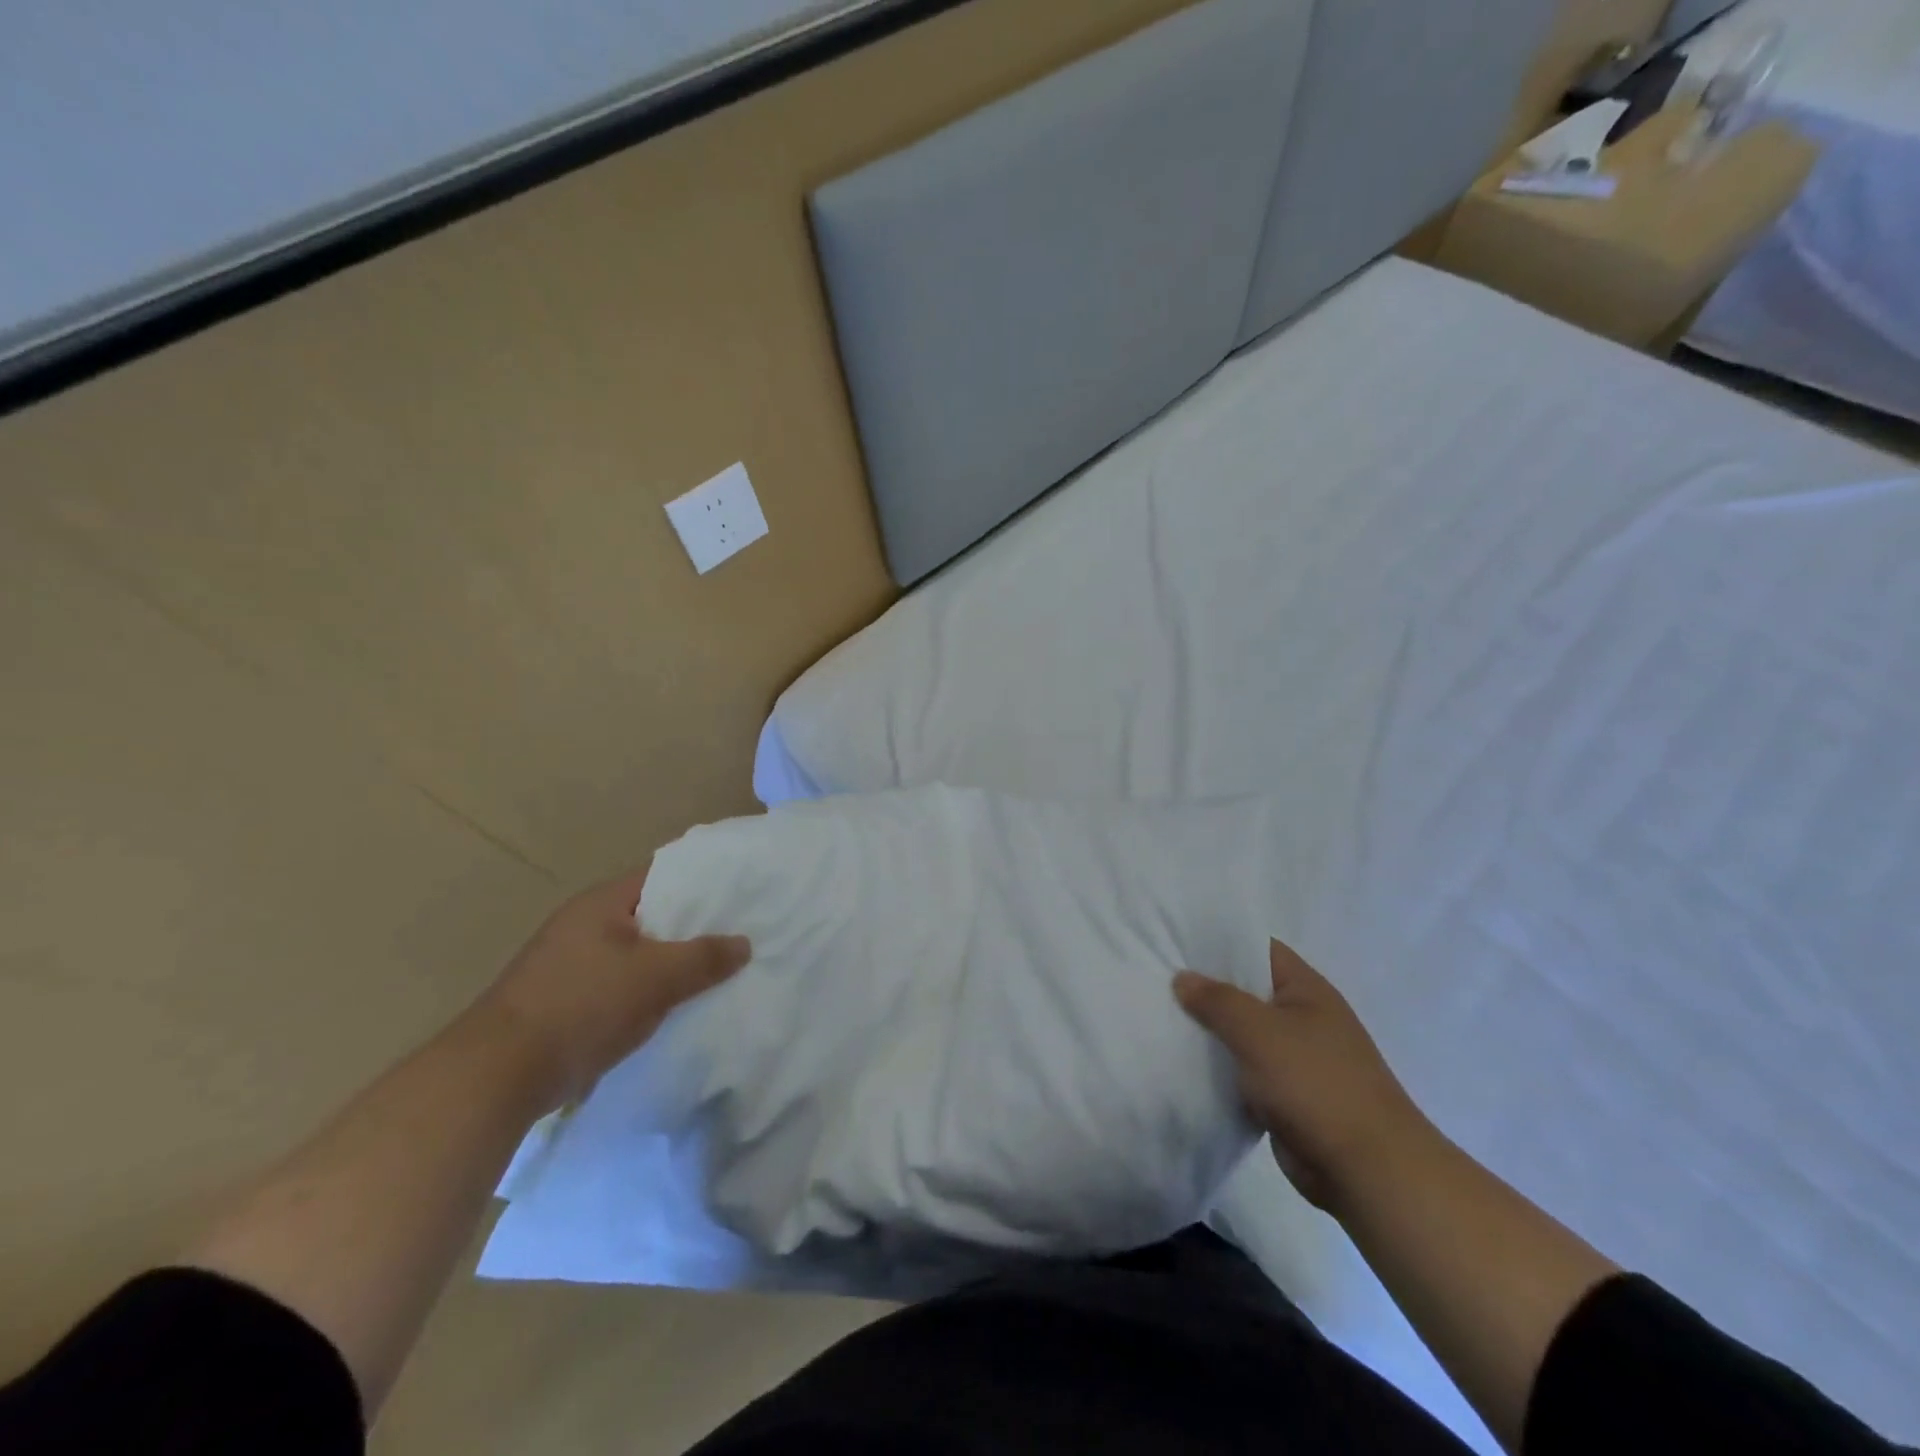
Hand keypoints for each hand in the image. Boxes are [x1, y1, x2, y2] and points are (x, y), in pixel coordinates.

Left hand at [476, 867, 750, 1109]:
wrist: (497, 1076)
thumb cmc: (581, 1007)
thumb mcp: (655, 978)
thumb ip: (704, 957)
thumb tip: (744, 943)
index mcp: (601, 903)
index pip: (663, 875)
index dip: (703, 881)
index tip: (740, 892)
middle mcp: (584, 925)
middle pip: (653, 915)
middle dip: (693, 927)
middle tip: (740, 934)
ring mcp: (571, 964)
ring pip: (638, 954)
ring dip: (671, 964)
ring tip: (718, 971)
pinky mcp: (566, 1001)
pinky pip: (622, 985)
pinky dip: (649, 991)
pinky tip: (677, 1007)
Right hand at [1175, 940, 1428, 1210]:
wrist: (1366, 1170)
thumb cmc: (1315, 1084)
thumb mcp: (1259, 1031)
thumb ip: (1218, 1001)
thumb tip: (1182, 978)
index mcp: (1307, 990)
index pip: (1259, 949)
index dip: (1220, 943)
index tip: (1176, 941)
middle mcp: (1302, 1018)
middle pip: (1246, 992)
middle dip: (1206, 988)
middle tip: (1156, 978)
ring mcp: (1295, 1059)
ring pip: (1242, 1035)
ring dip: (1209, 1032)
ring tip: (1158, 1017)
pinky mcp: (1285, 1097)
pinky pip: (1243, 1072)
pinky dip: (1219, 1069)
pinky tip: (1181, 1063)